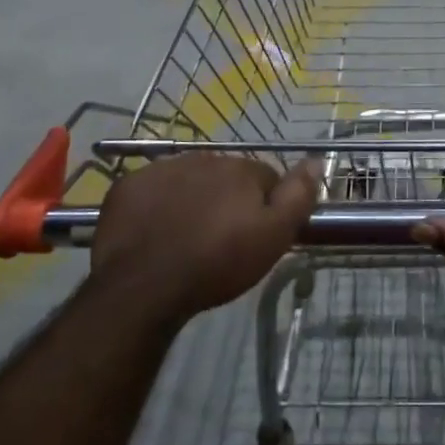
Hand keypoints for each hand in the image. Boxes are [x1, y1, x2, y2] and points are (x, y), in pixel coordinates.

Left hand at [89, 154, 319, 326]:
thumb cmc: (217, 264)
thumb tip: (316, 160)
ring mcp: (161, 169)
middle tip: (220, 241)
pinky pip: (150, 191)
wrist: (143, 286)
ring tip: (186, 239)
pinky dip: (155, 205)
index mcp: (241, 169)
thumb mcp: (273, 237)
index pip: (265, 178)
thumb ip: (298, 196)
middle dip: (227, 201)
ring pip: (187, 180)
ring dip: (192, 200)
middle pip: (225, 177)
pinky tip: (154, 233)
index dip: (265, 207)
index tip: (255, 236)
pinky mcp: (127, 186)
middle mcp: (203, 158)